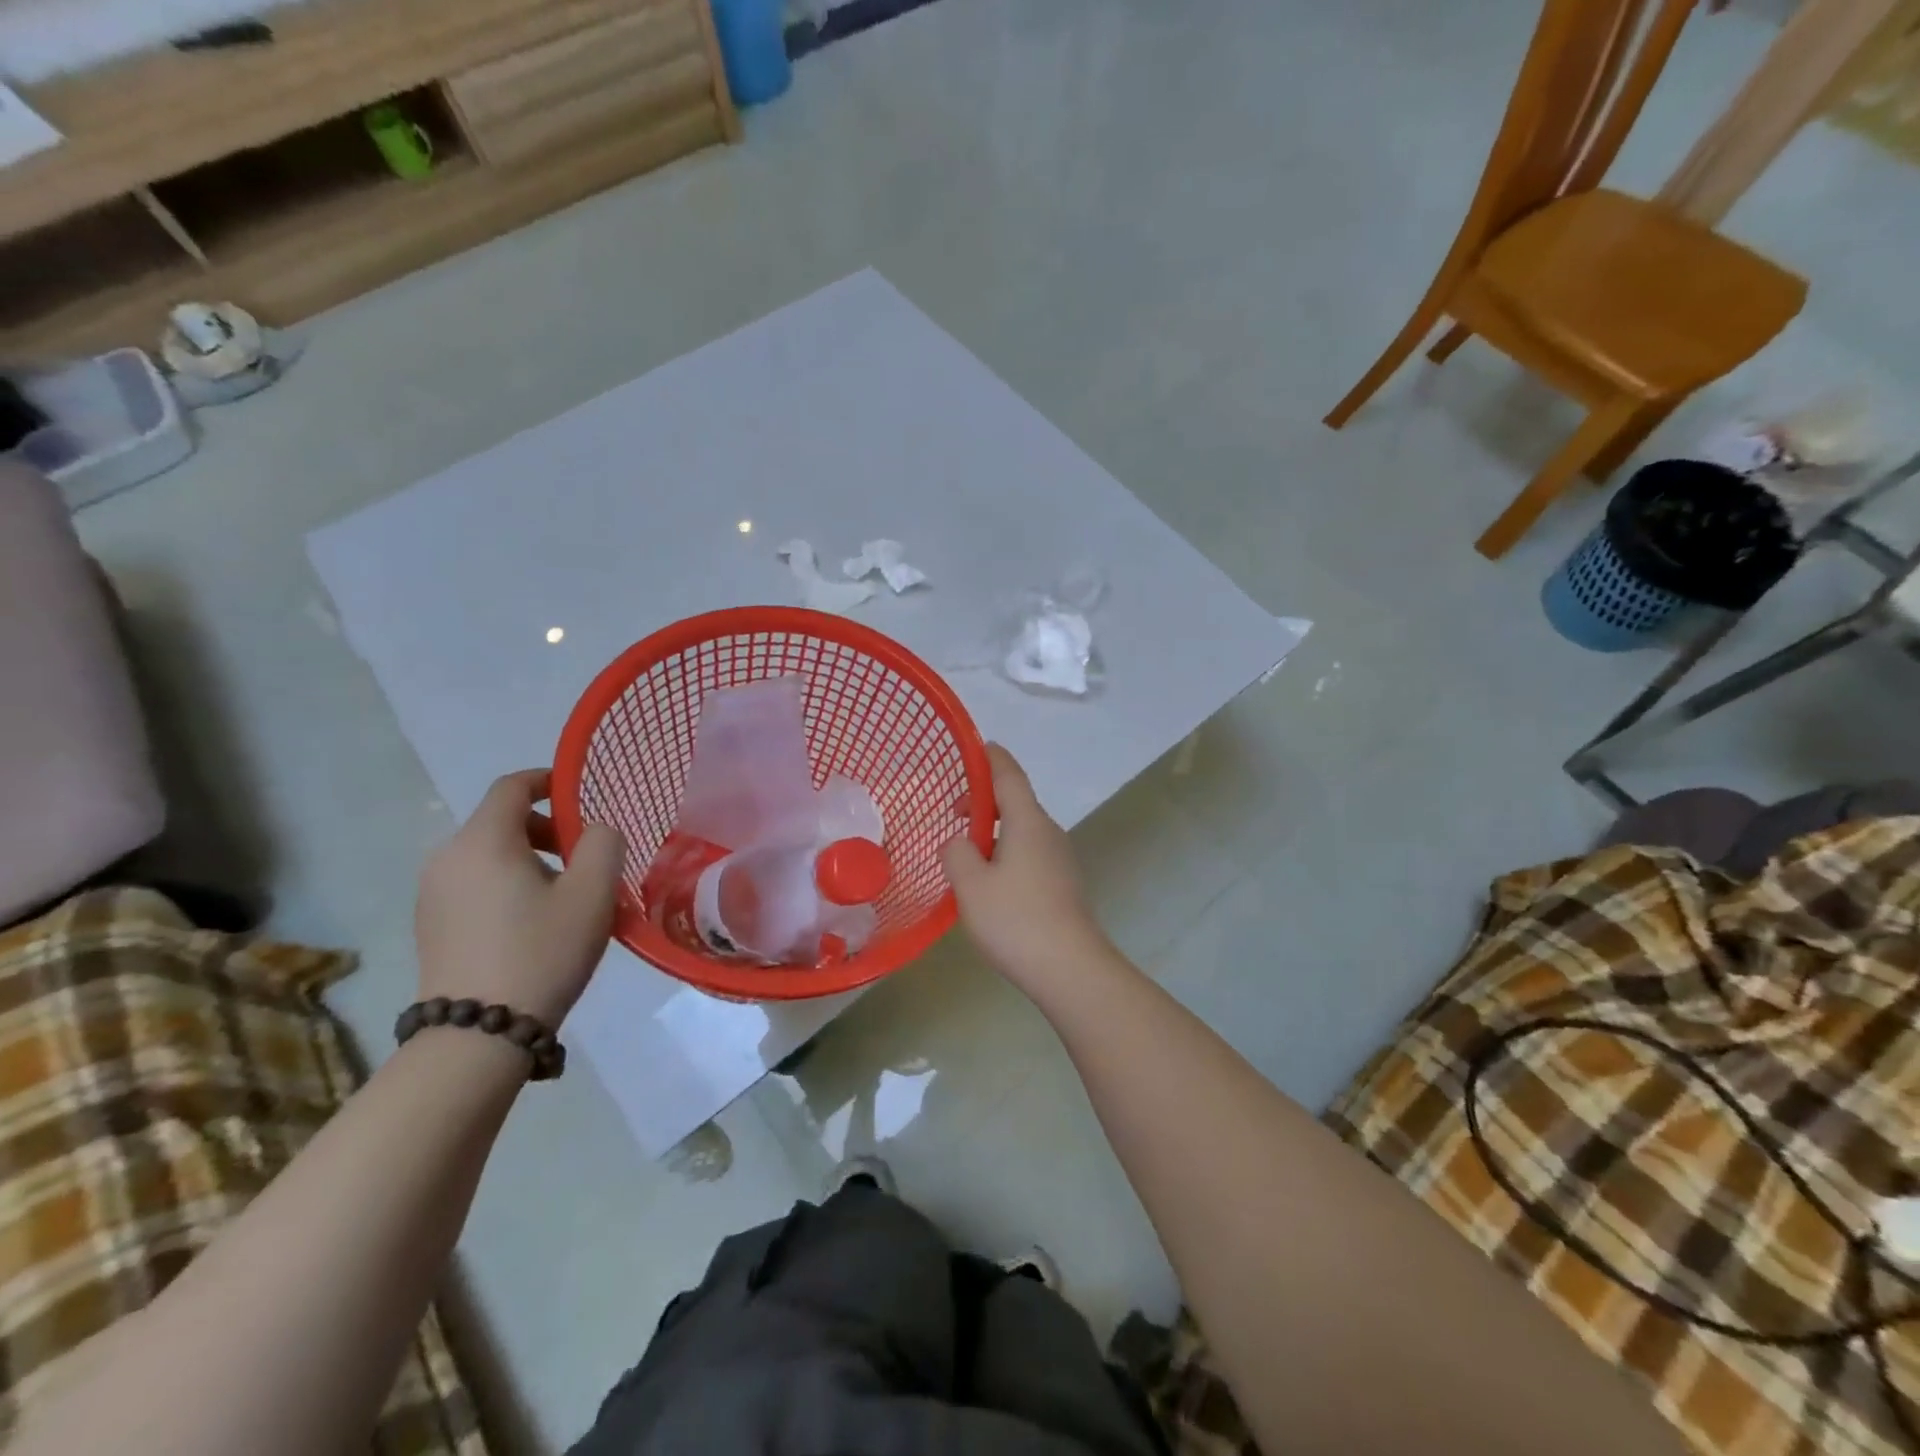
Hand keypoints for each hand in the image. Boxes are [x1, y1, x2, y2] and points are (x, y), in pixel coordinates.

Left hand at [415, 770, 625, 1026]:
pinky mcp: (430, 925)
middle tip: (585, 859)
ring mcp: (431, 893)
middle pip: (501, 821)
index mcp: (483, 841)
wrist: (477, 1035)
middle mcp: (447, 857)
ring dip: (529, 860)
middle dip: (547, 829)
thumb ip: (603, 843)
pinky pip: (474, 884)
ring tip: (564, 896)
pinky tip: (533, 923)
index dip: (549, 781)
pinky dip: (506, 884)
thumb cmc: (541, 951)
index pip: (512, 786)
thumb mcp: (593, 892)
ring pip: (488, 854)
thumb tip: (595, 831)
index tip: (581, 797)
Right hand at [941, 744, 1108, 985]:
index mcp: (1027, 821)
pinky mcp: (1063, 883)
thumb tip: (959, 842)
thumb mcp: (970, 885)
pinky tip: (990, 882)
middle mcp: (1048, 831)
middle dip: (984, 801)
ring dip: (994, 831)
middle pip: (1015, 802)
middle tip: (953, 814)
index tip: (976, 747)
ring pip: (1022, 830)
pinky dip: (1007, 852)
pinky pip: (1030, 853)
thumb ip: (957, 853)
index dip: (991, 758)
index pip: (1009, 775)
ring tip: (966, 853)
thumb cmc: (1016, 920)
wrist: (1070, 968)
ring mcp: (1060, 858)